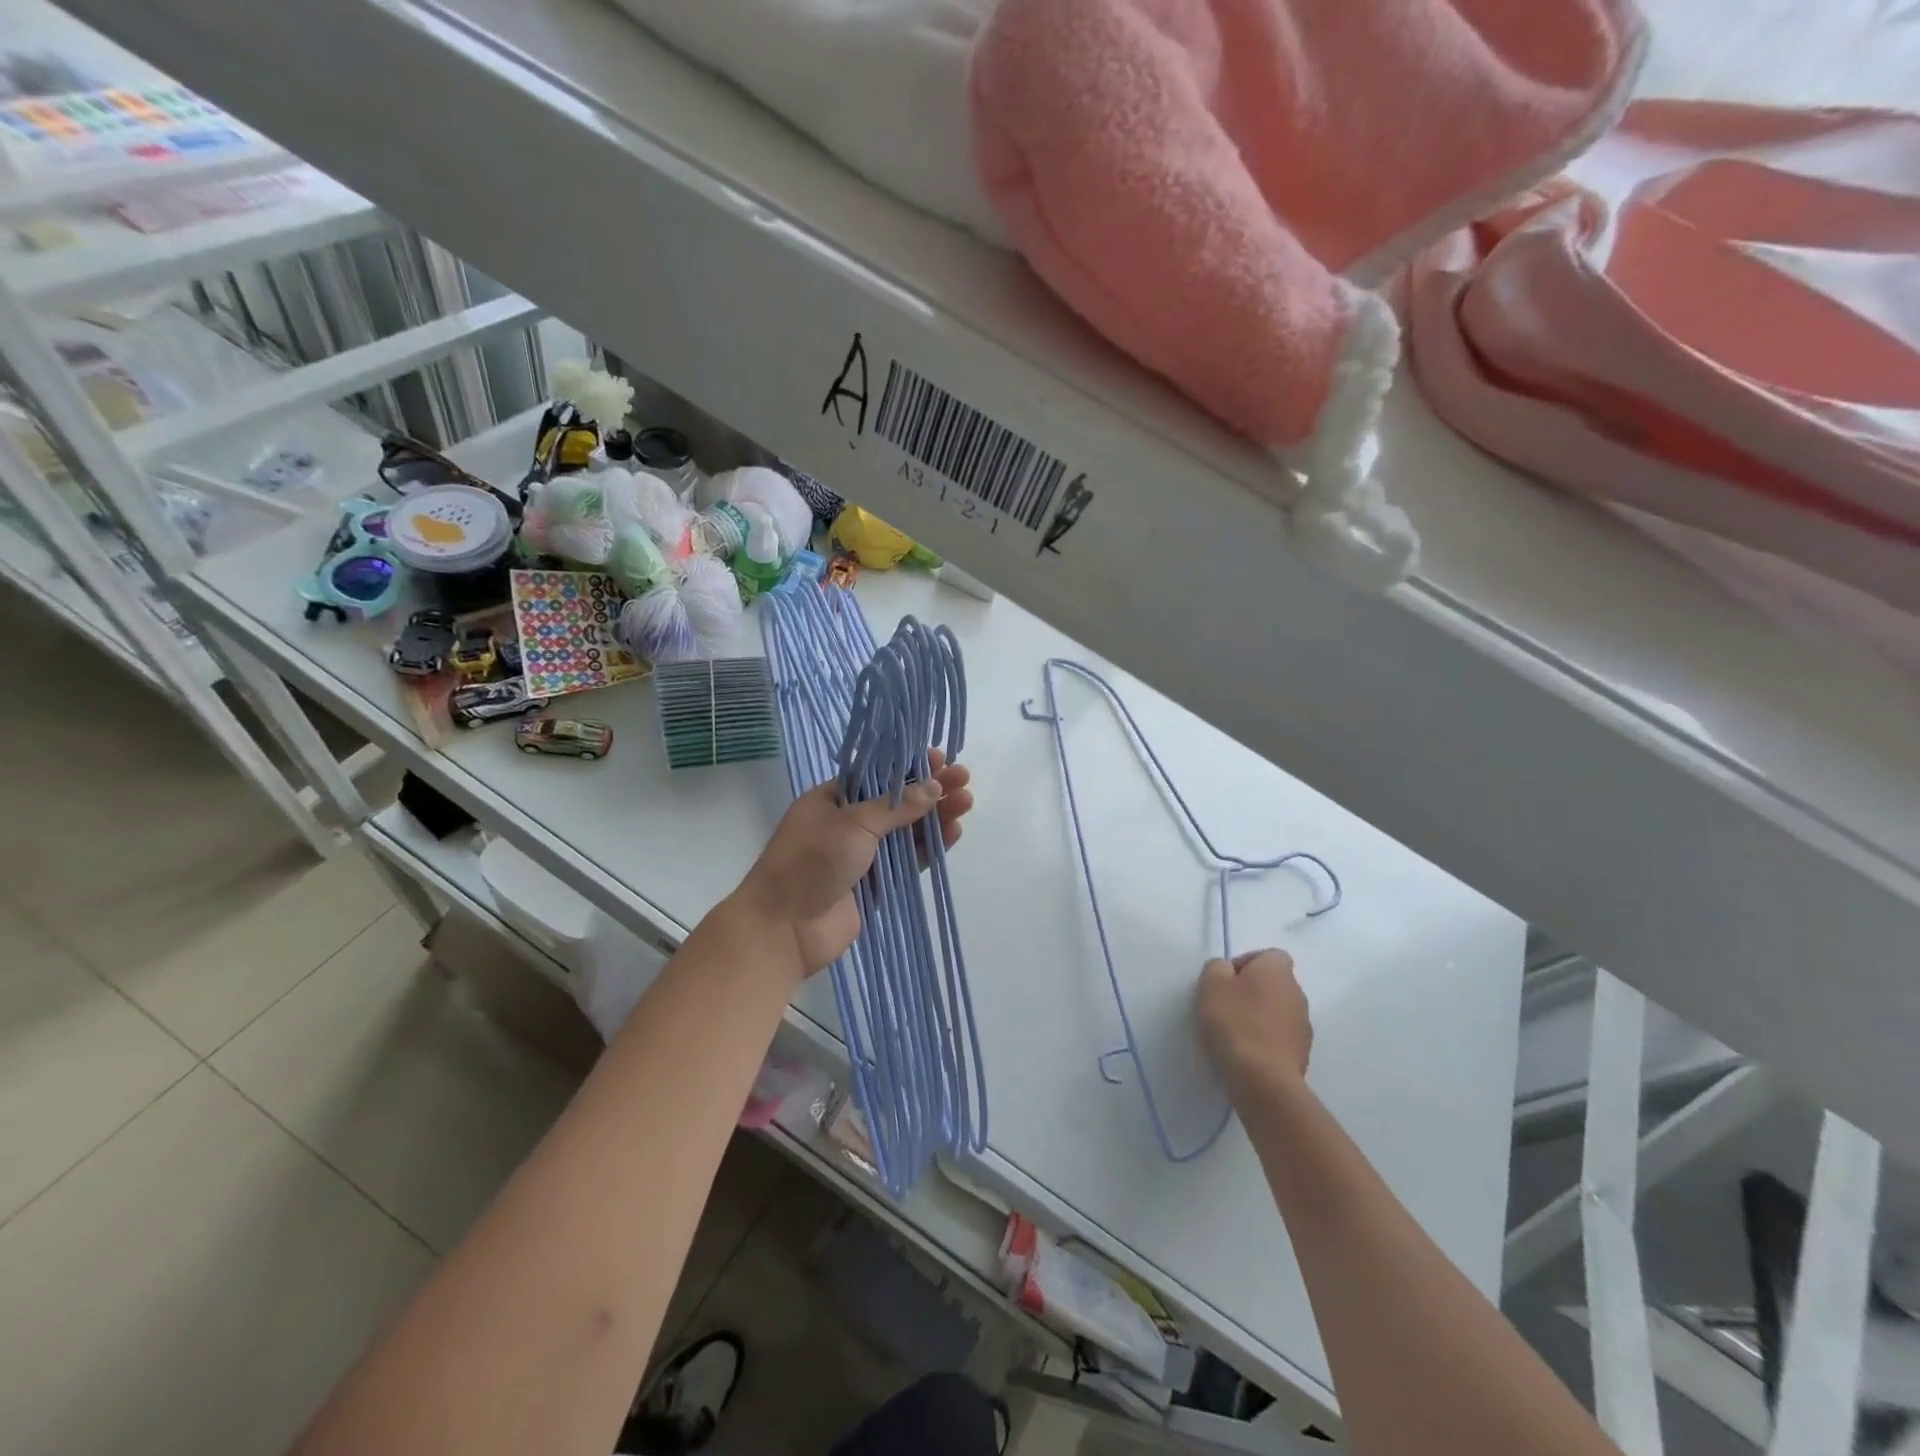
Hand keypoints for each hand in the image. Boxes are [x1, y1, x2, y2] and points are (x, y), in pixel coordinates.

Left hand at [736, 750, 973, 980]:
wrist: (784, 928)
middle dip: (929, 790)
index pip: (876, 775)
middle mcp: (847, 823)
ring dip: (935, 817)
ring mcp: (862, 855)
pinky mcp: (876, 884)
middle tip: (963, 778)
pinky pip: (907, 861)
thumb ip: (896, 806)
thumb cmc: (811, 861)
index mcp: (831, 799)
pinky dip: (929, 847)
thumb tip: (933, 787)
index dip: (908, 766)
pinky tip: (953, 833)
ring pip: (906, 831)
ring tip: (967, 802)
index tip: (939, 758)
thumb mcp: (853, 823)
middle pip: (896, 801)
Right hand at [1197, 949, 1312, 1098]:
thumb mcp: (1211, 984)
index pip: (1269, 955)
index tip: (1226, 980)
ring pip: (1277, 1010)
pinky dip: (1266, 1039)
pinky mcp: (1302, 1053)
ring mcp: (1303, 1025)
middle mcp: (1297, 992)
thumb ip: (1217, 968)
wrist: (1263, 1079)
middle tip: (1225, 1005)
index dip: (1246, 962)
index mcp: (1277, 970)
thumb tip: (1227, 971)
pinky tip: (1247, 1052)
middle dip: (1251, 990)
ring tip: (1234, 1032)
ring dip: (1259, 1016)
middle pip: (1273, 983)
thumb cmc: (1235, 1022)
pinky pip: (1280, 1036)